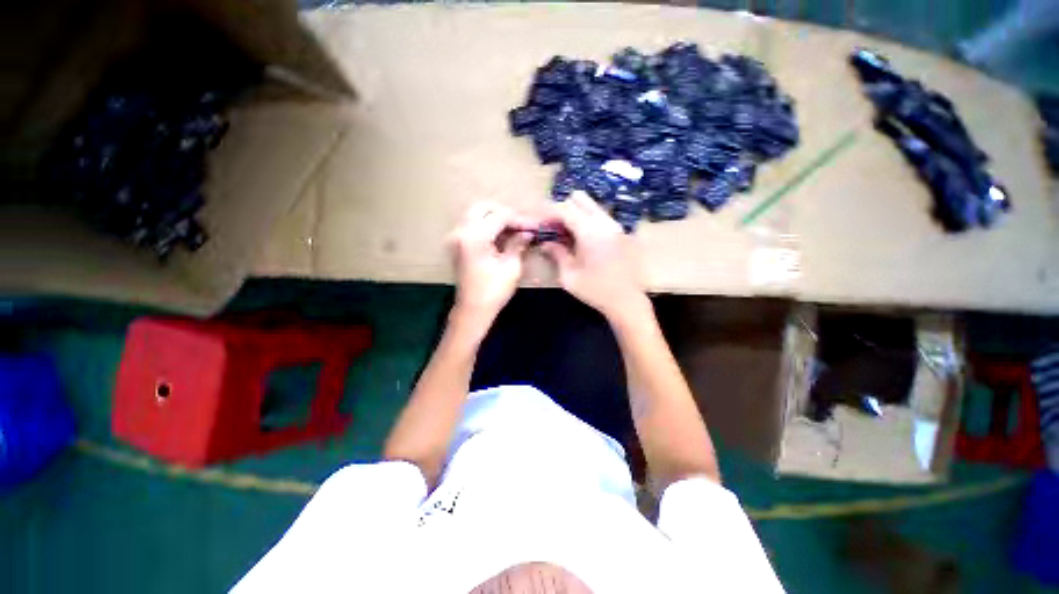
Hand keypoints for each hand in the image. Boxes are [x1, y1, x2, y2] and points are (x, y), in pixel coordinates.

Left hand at [448, 202, 532, 328]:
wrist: (473, 310)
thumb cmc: (493, 291)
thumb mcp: (512, 267)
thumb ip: (518, 244)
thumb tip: (527, 232)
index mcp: (475, 237)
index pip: (500, 216)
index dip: (519, 219)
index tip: (534, 226)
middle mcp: (461, 232)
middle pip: (484, 207)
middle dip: (505, 213)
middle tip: (522, 225)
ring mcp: (456, 237)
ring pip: (476, 214)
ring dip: (496, 218)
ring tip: (515, 229)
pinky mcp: (457, 243)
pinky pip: (473, 224)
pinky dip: (487, 225)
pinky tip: (502, 235)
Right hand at [540, 192, 647, 321]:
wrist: (627, 301)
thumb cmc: (595, 291)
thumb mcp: (569, 275)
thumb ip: (557, 254)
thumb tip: (546, 243)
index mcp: (590, 232)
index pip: (565, 209)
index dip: (548, 213)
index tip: (540, 224)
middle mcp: (604, 222)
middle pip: (579, 199)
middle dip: (563, 209)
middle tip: (554, 228)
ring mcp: (615, 226)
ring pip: (591, 206)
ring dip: (575, 214)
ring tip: (566, 235)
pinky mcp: (620, 233)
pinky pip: (599, 217)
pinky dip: (586, 221)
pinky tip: (582, 240)